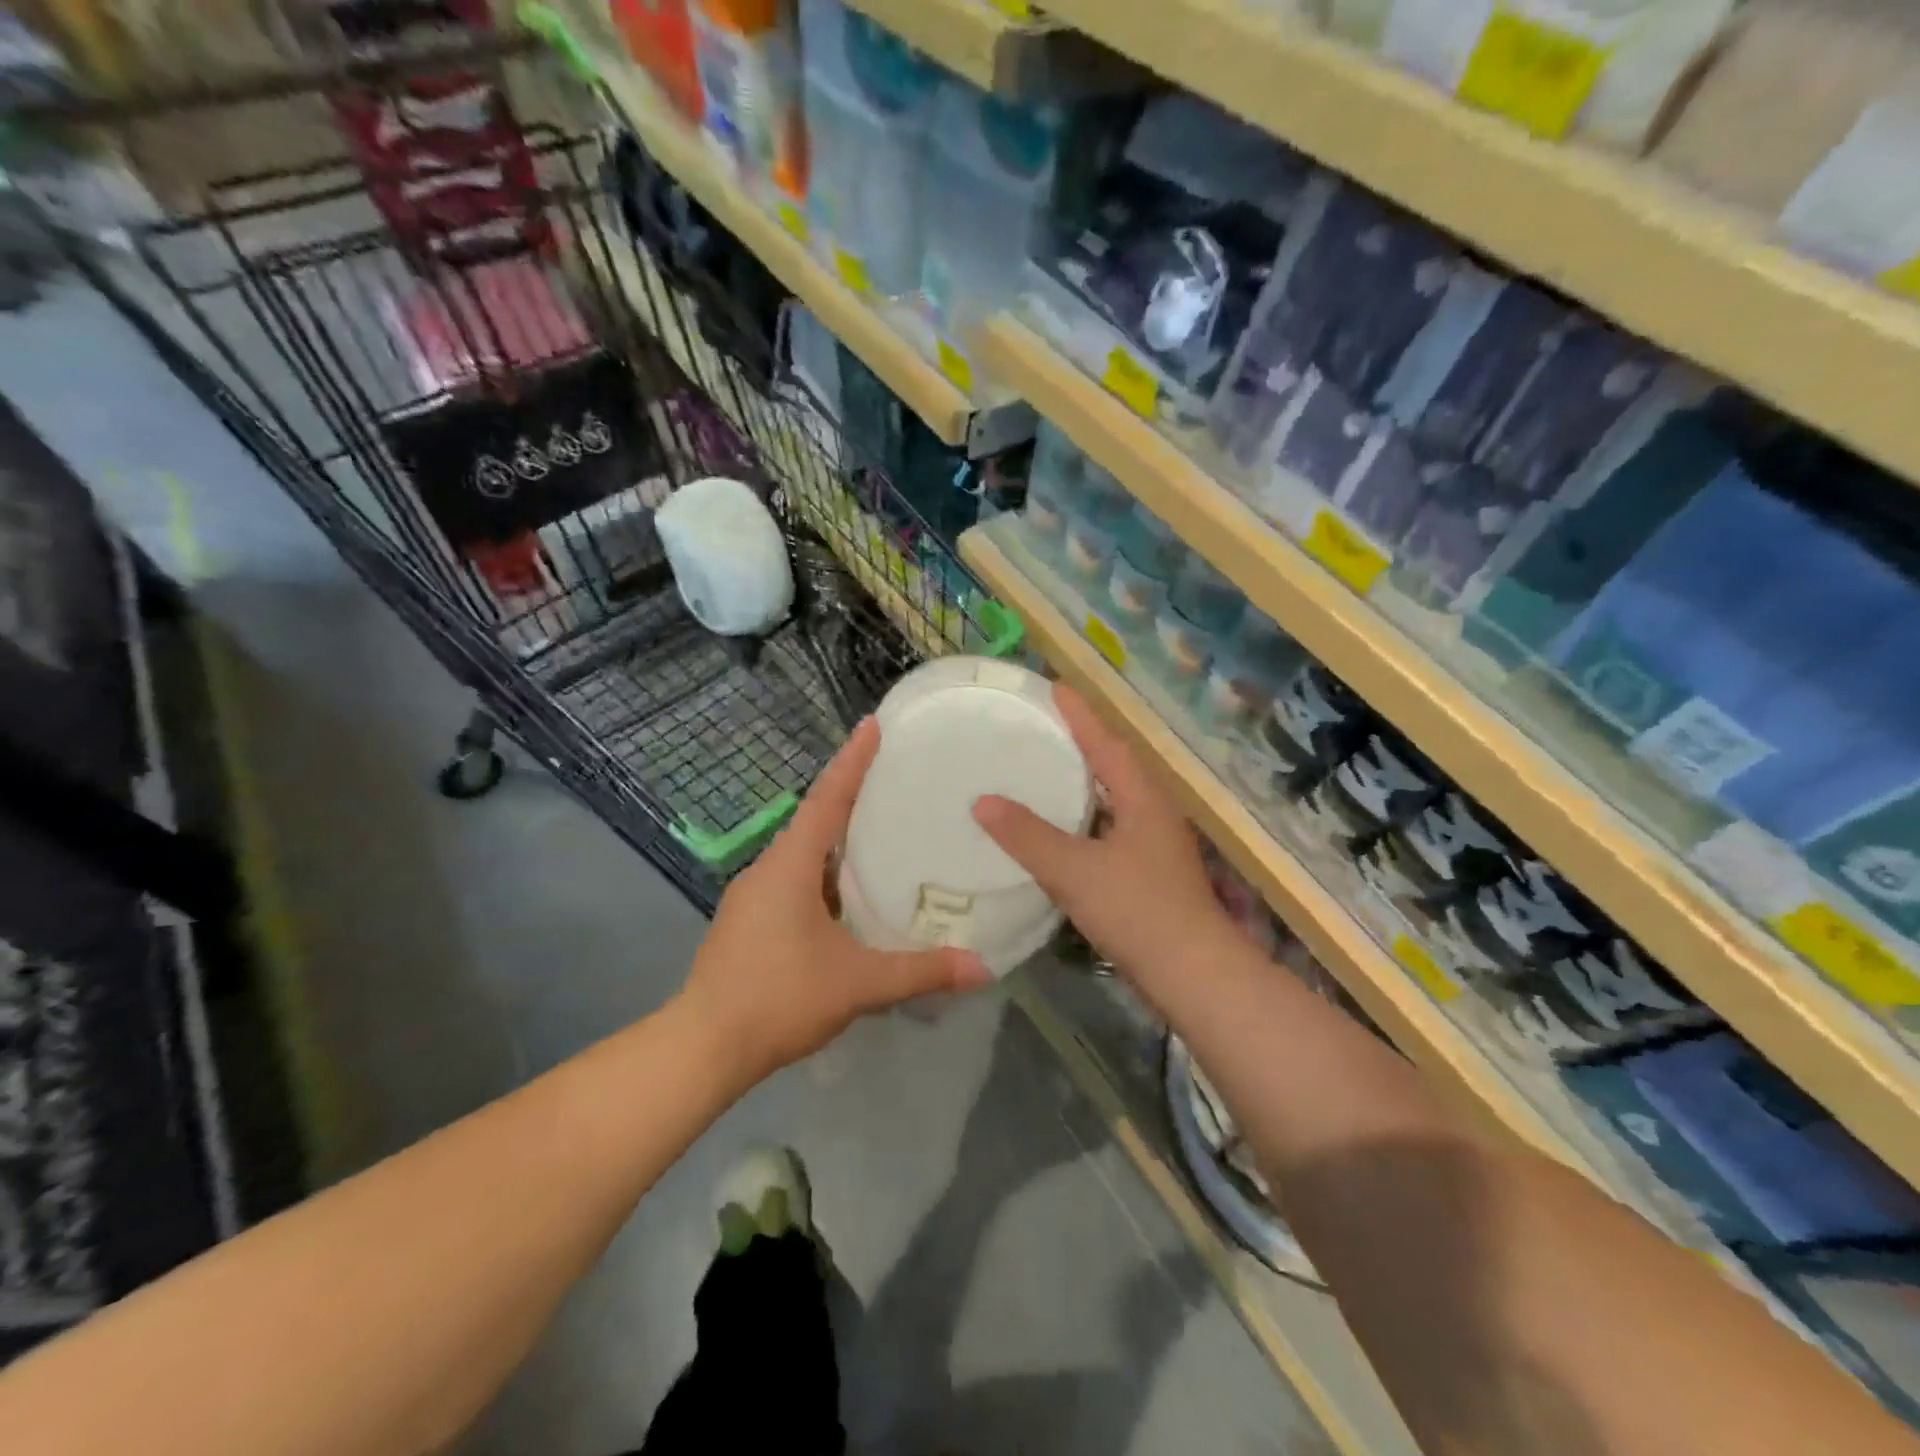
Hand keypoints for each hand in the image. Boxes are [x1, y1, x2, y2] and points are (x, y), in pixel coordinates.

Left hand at [678, 717, 990, 1084]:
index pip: (827, 800)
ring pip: (802, 851)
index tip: (872, 725)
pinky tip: (849, 892)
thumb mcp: (858, 984)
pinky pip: (793, 877)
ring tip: (880, 829)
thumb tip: (982, 967)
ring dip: (837, 836)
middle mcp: (768, 868)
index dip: (852, 761)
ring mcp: (753, 894)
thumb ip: (920, 971)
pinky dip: (824, 870)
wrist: (704, 1046)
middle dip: (849, 793)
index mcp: (791, 866)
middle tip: (893, 777)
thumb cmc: (779, 998)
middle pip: (814, 818)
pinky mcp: (748, 919)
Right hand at [972, 684, 1234, 995]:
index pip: (1106, 742)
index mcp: (1142, 798)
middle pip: (1112, 765)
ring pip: (1111, 799)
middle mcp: (1152, 812)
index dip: (1079, 714)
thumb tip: (983, 801)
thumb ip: (1028, 836)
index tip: (1052, 686)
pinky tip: (1056, 831)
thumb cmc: (1137, 910)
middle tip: (1038, 725)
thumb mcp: (1074, 870)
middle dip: (1078, 742)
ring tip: (1041, 770)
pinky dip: (1081, 820)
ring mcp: (1153, 844)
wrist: (1192, 975)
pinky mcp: (1147, 872)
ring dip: (1080, 782)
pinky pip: (1108, 829)